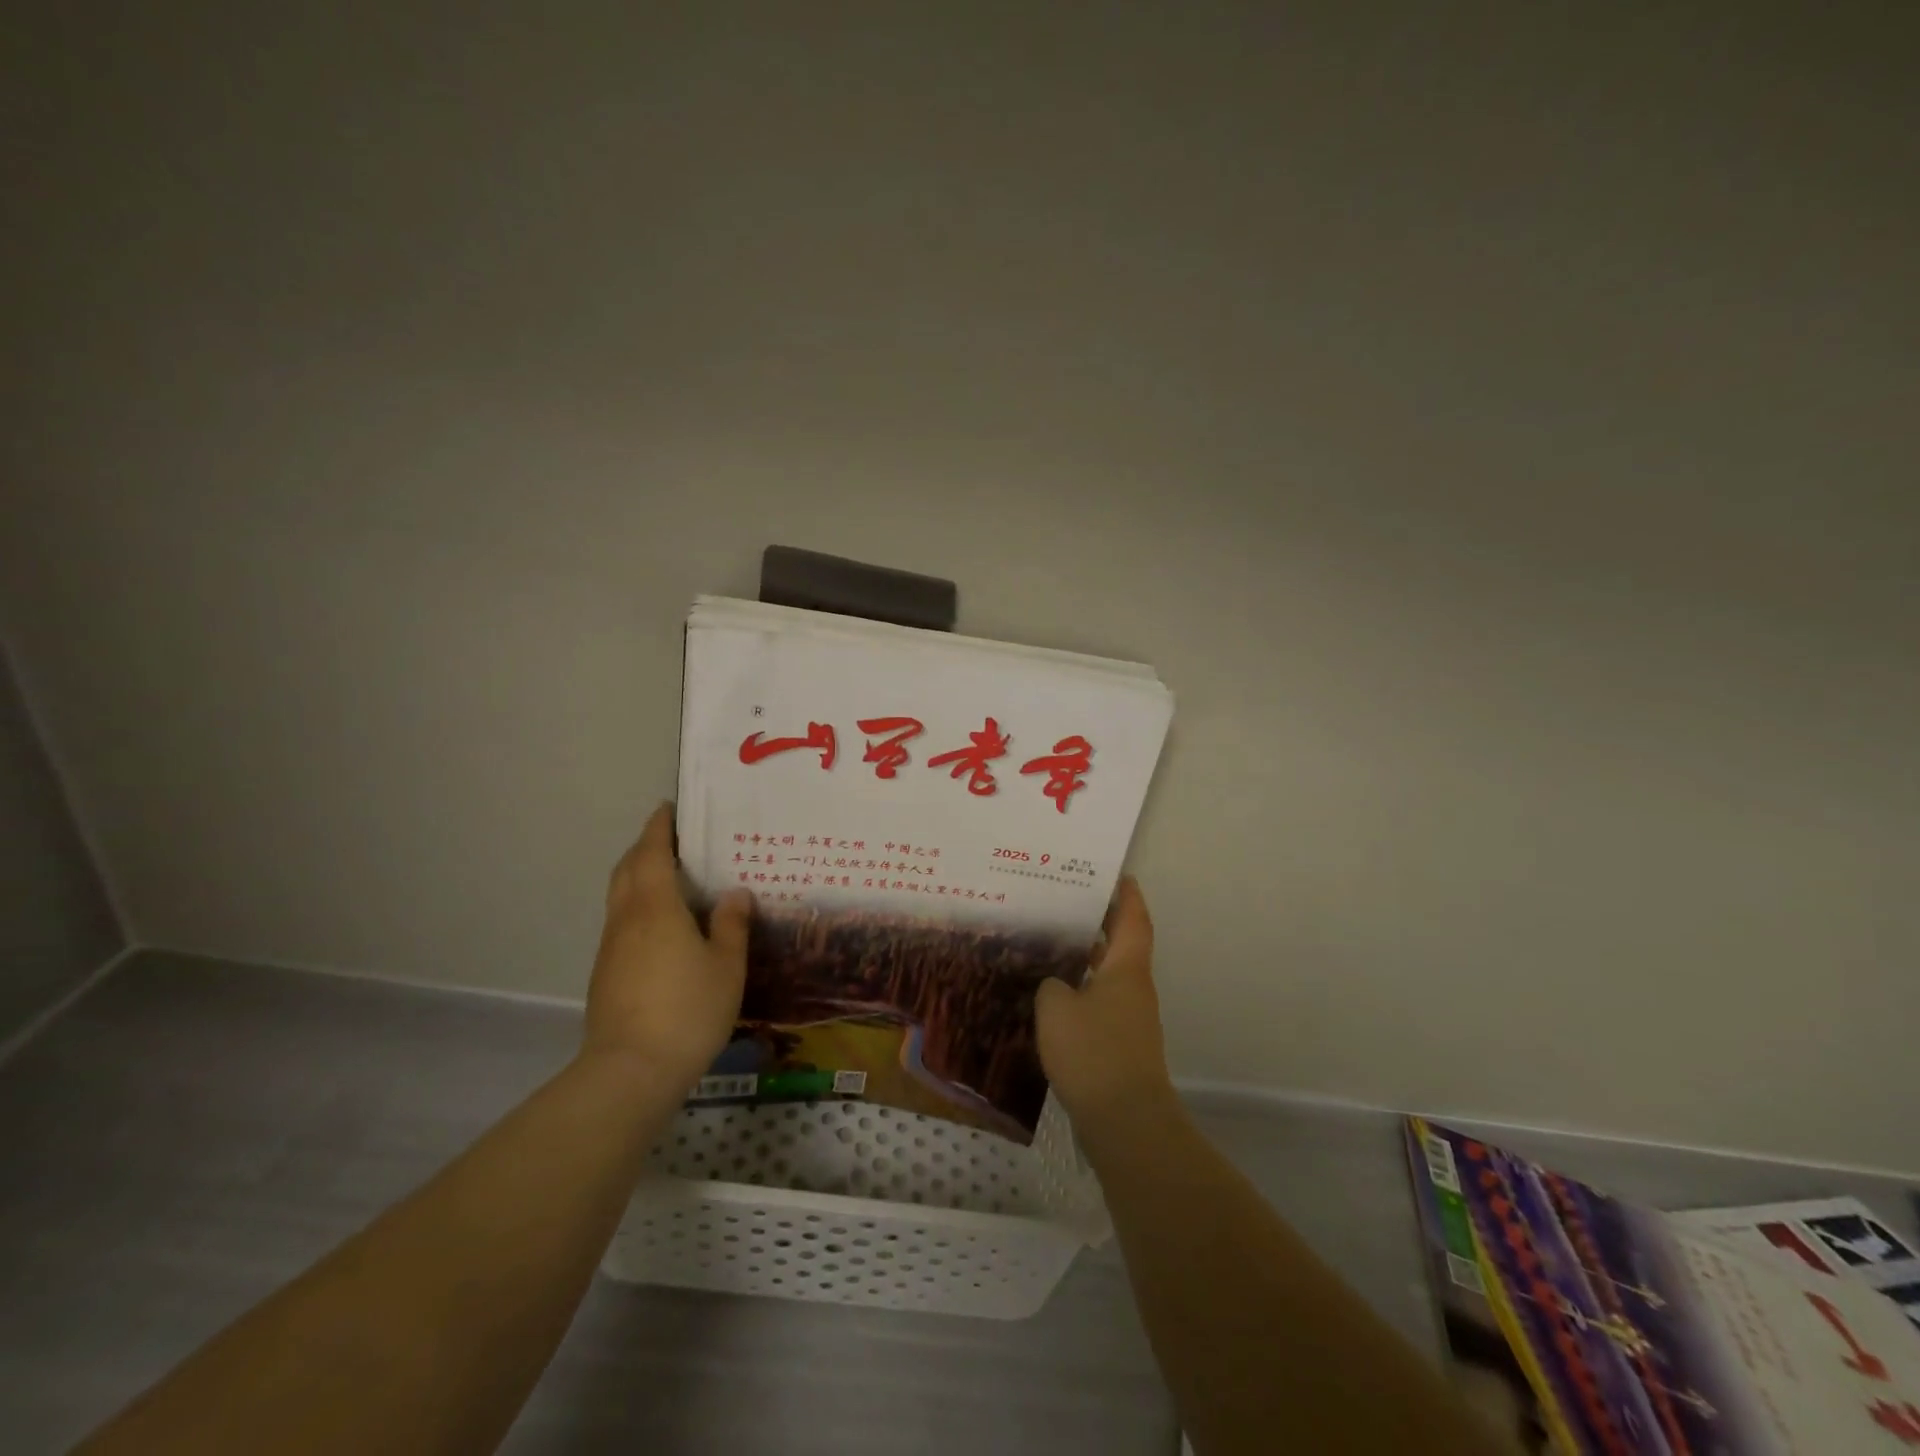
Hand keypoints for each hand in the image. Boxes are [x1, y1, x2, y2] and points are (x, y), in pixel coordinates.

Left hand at [582, 803, 752, 1089]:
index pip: (652, 853)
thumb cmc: (688, 1009)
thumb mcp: (726, 966)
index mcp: (657, 907)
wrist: (630, 1071)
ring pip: (619, 896)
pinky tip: (659, 925)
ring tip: (667, 876)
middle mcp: (627, 919)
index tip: (667, 809)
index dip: (659, 828)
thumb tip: (735, 893)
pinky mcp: (605, 973)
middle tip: (670, 839)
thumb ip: (731, 925)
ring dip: (637, 875)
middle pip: (627, 869)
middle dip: (644, 847)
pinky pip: (620, 921)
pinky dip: (636, 904)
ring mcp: (611, 947)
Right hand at [1035, 877, 1175, 1132]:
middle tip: (1064, 905)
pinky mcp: (1119, 1046)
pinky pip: (1099, 1005)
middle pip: (1121, 945)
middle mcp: (1133, 988)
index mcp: (1127, 969)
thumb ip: (1051, 984)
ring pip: (1108, 976)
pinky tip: (1051, 998)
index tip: (1115, 875)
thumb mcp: (1056, 1006)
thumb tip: (1055, 983)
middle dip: (1099, 924)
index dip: (1127, 895)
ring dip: (1086, 960)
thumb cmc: (1093, 1051)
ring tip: (1049, 945)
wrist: (1125, 1120)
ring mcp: (1129, 1019)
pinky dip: (1081, 993)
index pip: (1133, 919)